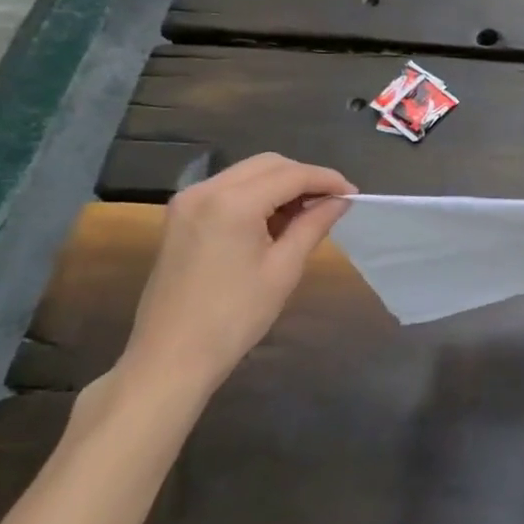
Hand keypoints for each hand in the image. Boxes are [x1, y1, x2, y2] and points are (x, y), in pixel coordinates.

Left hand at [119, 153, 354, 402]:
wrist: (170, 358)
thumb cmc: (234, 317)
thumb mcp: (284, 269)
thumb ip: (314, 224)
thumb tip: (340, 200)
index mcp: (232, 202)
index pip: (292, 175)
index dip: (327, 180)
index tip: (353, 194)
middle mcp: (206, 189)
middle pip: (268, 164)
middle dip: (304, 178)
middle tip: (332, 203)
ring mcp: (187, 202)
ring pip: (247, 173)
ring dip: (280, 185)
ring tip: (306, 214)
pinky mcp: (180, 217)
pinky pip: (227, 189)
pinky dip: (256, 195)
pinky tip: (273, 221)